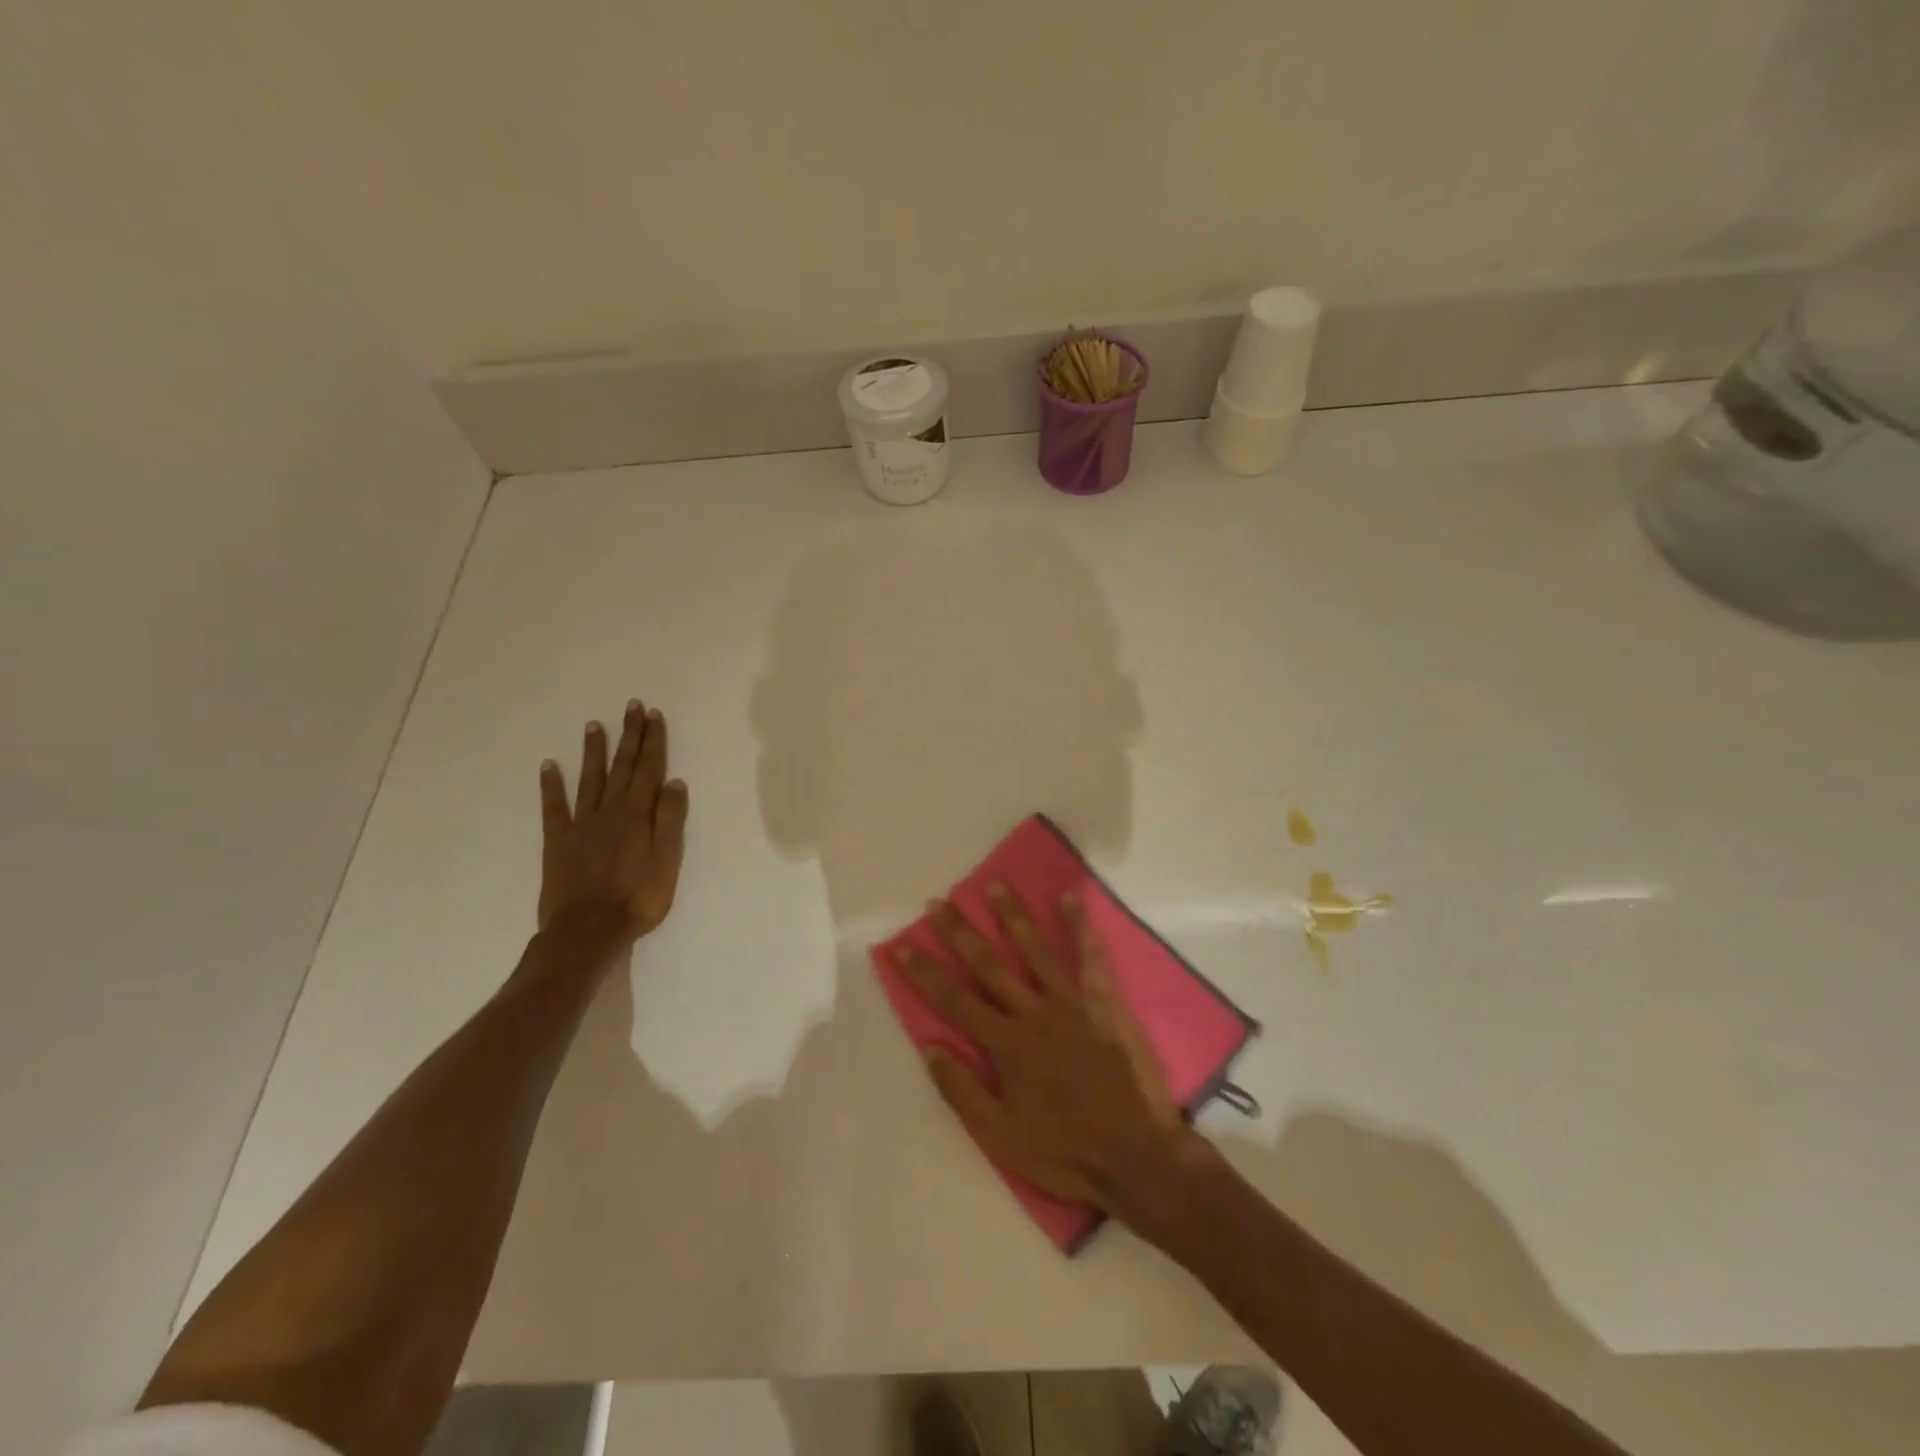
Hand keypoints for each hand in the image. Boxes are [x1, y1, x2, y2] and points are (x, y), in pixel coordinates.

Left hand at [537, 699, 689, 941]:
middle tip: (631, 706)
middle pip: (622, 766)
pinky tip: (548, 766)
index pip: (649, 769)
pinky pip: (554, 807)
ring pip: (590, 779)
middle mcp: (610, 810)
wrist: (588, 931)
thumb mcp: (668, 861)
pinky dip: (551, 785)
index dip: (652, 741)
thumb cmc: (638, 898)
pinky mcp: (558, 841)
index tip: (653, 715)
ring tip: (595, 725)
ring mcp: (581, 824)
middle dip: (629, 735)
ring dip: (594, 751)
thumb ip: (670, 820)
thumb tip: (674, 782)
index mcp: (638, 814)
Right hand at [895, 885, 1207, 1218]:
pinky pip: (1090, 958)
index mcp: (1005, 1044)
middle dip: (960, 933)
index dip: (924, 972)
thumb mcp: (1000, 1136)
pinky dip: (1080, 926)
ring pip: (1035, 949)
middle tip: (938, 904)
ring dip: (1013, 916)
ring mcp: (1071, 1003)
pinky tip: (1070, 897)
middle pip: (989, 965)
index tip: (902, 945)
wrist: (1135, 1156)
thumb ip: (962, 1090)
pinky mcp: (1103, 1003)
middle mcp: (1033, 1013)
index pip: (954, 1000)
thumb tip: (929, 1047)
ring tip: (995, 885)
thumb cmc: (1063, 1151)